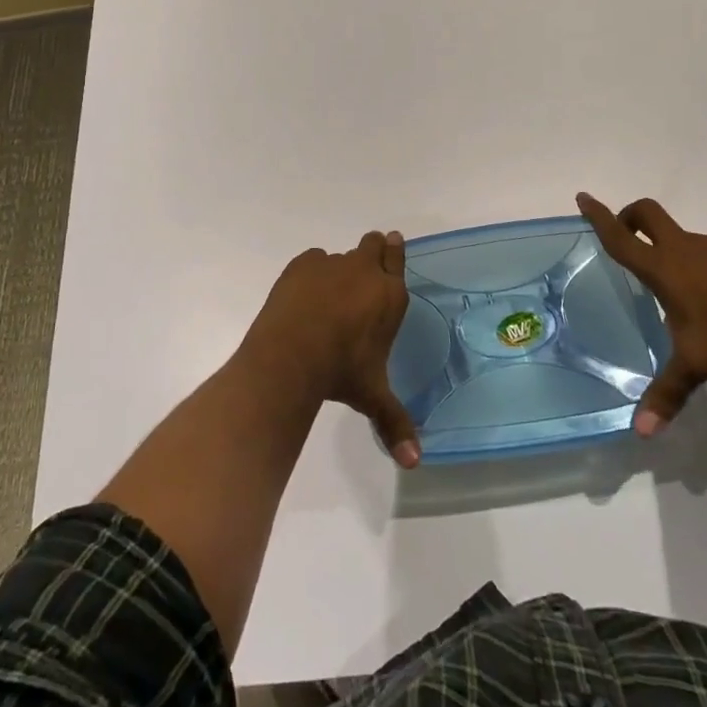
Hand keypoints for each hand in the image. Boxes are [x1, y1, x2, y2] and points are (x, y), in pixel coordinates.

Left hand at [244, 231, 420, 467]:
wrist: (292, 356)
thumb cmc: (341, 373)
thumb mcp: (372, 397)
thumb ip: (395, 423)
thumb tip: (414, 463)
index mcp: (389, 296)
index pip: (398, 257)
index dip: (395, 251)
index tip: (392, 245)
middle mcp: (364, 272)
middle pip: (374, 244)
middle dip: (371, 252)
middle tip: (361, 274)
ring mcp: (331, 264)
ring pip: (341, 256)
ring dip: (338, 271)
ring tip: (326, 299)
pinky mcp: (302, 264)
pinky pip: (312, 261)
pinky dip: (310, 274)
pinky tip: (302, 298)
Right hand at [577, 191, 706, 436]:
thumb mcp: (698, 362)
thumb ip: (669, 392)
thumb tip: (642, 433)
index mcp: (664, 267)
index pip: (621, 237)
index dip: (599, 217)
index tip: (583, 196)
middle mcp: (685, 248)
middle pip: (648, 214)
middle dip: (630, 216)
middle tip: (624, 230)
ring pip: (684, 238)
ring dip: (672, 250)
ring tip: (680, 292)